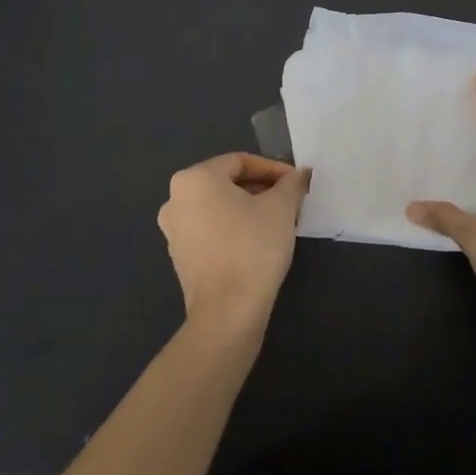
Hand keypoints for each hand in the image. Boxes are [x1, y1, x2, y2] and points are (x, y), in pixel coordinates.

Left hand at [158, 152, 308, 336]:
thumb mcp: (281, 207)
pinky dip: (233, 227)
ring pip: (219, 207)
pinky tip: (258, 241)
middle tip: (289, 200)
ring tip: (278, 220)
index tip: (296, 182)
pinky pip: (210, 229)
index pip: (240, 162)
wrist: (227, 312)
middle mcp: (176, 199)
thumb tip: (301, 173)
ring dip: (248, 208)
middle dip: (261, 188)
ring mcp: (174, 230)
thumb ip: (291, 183)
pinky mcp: (180, 256)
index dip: (273, 169)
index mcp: (194, 178)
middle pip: (227, 182)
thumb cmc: (253, 247)